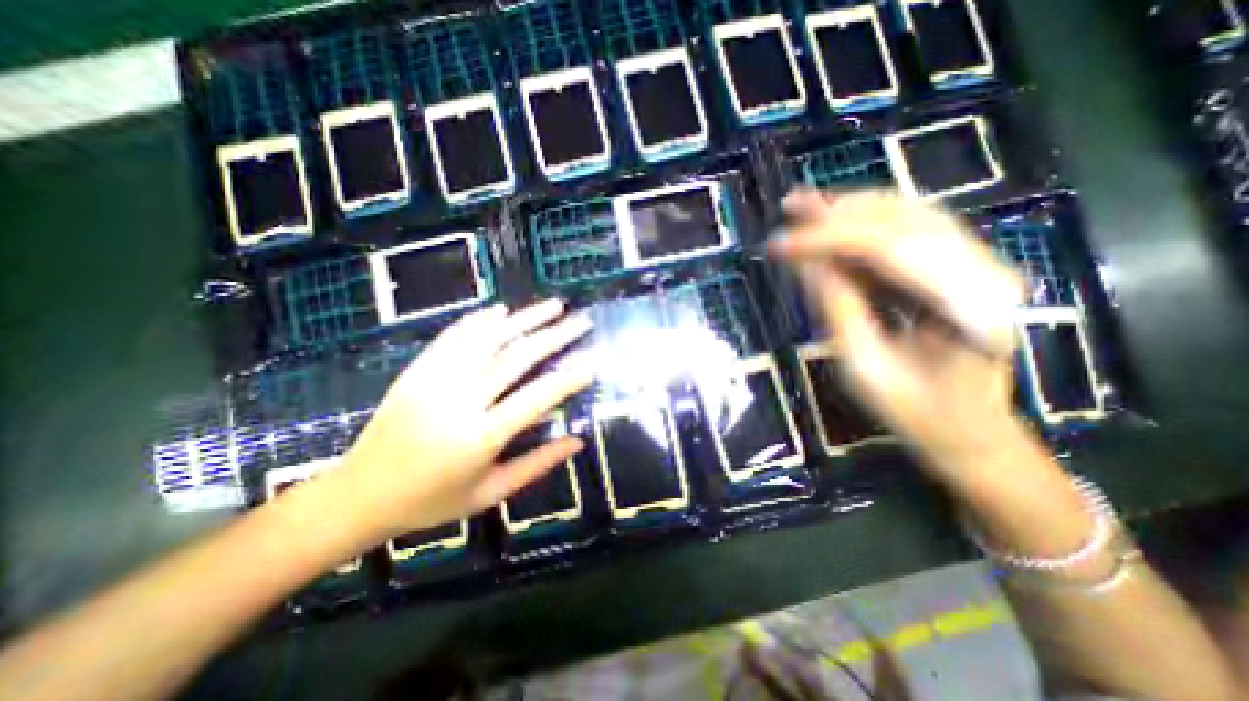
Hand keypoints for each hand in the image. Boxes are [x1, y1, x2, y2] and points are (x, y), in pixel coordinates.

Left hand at [325, 298, 590, 539]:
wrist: (357, 496)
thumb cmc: (431, 502)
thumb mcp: (490, 493)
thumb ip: (537, 465)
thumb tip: (578, 441)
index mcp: (478, 438)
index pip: (536, 398)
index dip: (569, 377)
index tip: (593, 359)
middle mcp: (457, 401)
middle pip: (515, 358)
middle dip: (554, 336)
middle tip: (581, 321)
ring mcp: (433, 380)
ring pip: (487, 339)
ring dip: (524, 319)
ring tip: (553, 306)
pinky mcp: (416, 371)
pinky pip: (452, 337)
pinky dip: (480, 321)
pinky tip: (502, 310)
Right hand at [778, 188, 1029, 475]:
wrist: (972, 433)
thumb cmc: (918, 413)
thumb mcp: (866, 369)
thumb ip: (838, 310)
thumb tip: (806, 263)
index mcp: (968, 307)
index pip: (889, 249)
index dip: (826, 240)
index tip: (778, 245)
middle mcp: (985, 272)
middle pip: (904, 220)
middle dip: (838, 212)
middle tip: (789, 207)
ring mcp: (978, 265)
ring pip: (909, 215)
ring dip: (852, 209)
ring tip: (806, 208)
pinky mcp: (961, 268)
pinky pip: (910, 231)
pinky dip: (867, 222)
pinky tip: (835, 223)